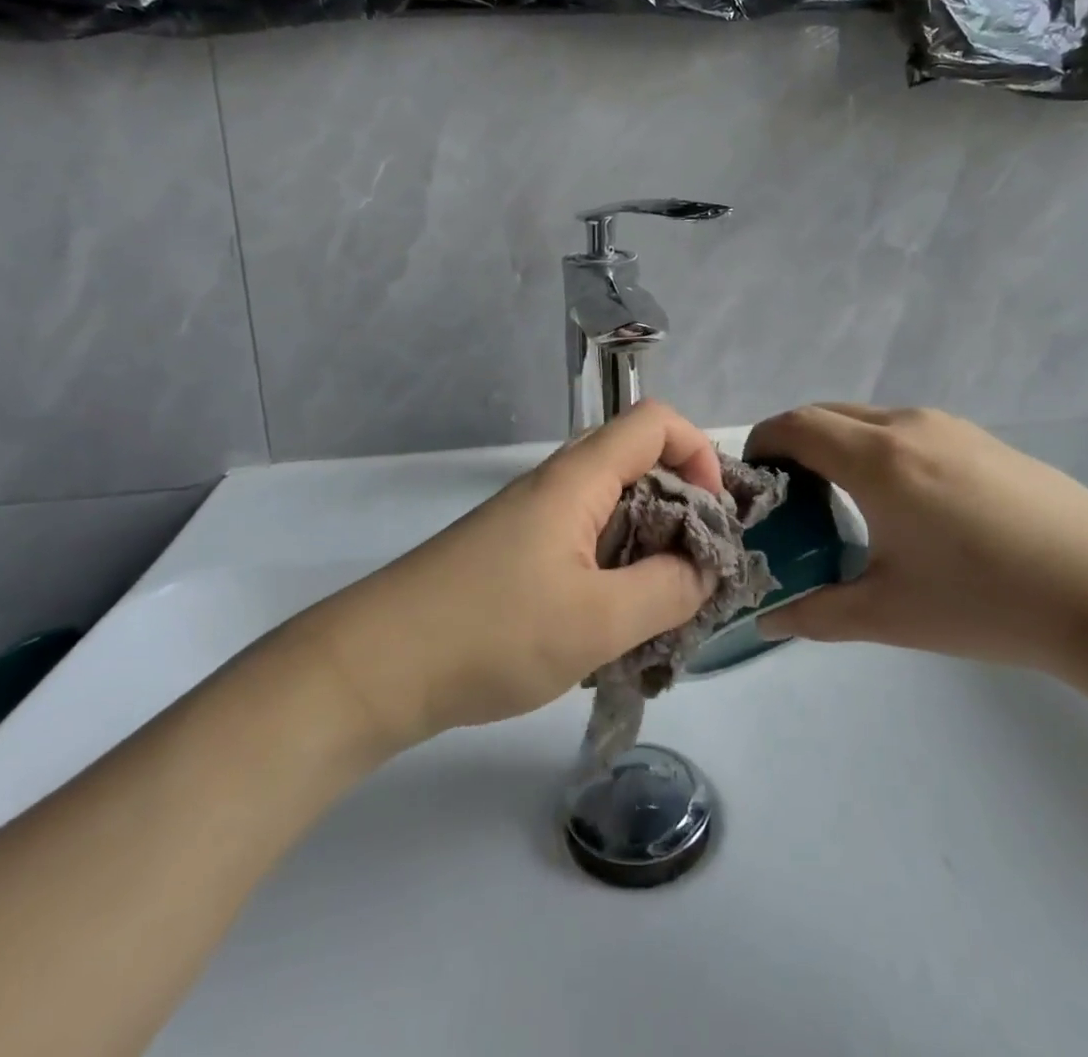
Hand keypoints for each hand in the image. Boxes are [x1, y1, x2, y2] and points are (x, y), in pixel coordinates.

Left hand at [309, 401, 724, 748]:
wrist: (374, 666)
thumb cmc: (491, 632)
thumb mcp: (597, 622)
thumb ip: (667, 590)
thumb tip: (704, 568)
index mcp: (577, 479)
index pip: (654, 421)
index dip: (698, 453)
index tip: (713, 517)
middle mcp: (555, 485)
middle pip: (637, 463)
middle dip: (680, 508)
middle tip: (695, 571)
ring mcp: (530, 519)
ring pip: (611, 508)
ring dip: (647, 547)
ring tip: (661, 607)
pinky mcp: (513, 553)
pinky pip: (582, 541)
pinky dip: (613, 569)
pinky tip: (611, 624)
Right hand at [747, 404, 1087, 673]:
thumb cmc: (988, 603)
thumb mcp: (890, 615)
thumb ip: (816, 614)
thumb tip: (766, 620)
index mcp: (877, 460)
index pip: (795, 425)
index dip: (762, 442)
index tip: (753, 479)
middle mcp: (908, 425)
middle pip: (827, 412)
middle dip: (795, 443)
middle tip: (790, 495)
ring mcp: (951, 426)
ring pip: (869, 418)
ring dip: (839, 445)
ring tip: (844, 501)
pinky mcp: (983, 439)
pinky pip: (907, 429)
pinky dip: (878, 449)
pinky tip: (905, 504)